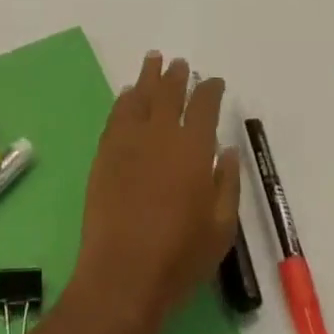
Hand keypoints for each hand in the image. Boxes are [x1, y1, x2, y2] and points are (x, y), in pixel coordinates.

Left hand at [70, 53, 239, 333]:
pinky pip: (117, 113)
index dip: (210, 89)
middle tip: (180, 64)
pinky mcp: (106, 151)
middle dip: (177, 75)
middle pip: (169, 91)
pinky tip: (128, 94)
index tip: (214, 82)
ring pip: (140, 94)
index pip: (204, 105)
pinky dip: (125, 99)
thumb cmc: (180, 257)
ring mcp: (129, 139)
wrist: (123, 273)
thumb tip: (228, 150)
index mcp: (193, 148)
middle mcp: (161, 133)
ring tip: (154, 60)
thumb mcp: (221, 228)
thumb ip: (227, 183)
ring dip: (149, 75)